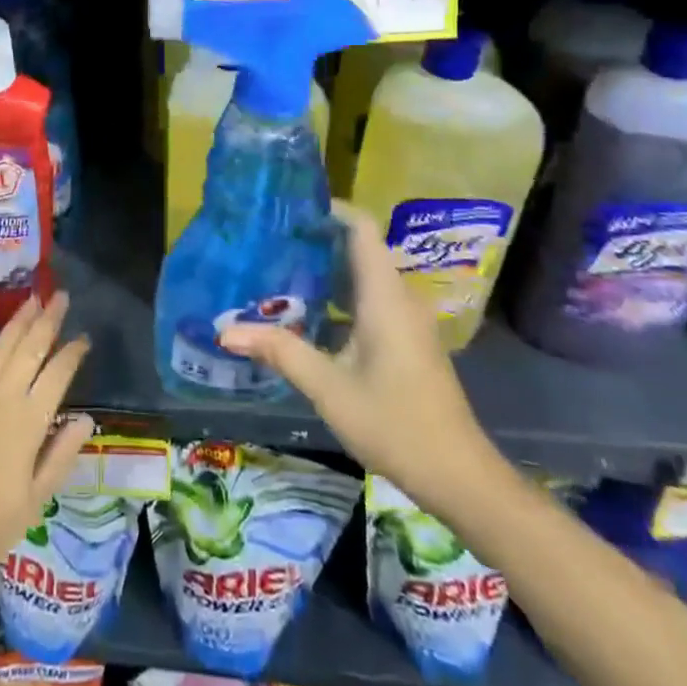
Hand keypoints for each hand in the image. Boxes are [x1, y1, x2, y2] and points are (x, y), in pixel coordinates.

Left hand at [0, 294, 94, 584]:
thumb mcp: (34, 501)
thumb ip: (61, 456)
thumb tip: (86, 419)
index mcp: (28, 422)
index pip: (58, 375)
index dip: (73, 353)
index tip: (84, 337)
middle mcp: (2, 398)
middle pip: (30, 350)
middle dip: (48, 320)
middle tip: (61, 296)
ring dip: (17, 322)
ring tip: (31, 299)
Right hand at [217, 200, 501, 515]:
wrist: (460, 477)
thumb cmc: (395, 423)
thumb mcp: (329, 388)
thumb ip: (280, 351)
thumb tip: (227, 331)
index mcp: (385, 295)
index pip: (361, 228)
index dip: (330, 209)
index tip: (290, 208)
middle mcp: (399, 297)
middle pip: (359, 248)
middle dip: (317, 239)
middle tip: (270, 238)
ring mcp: (407, 319)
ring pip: (364, 275)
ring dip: (326, 269)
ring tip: (279, 269)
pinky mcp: (408, 339)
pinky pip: (371, 298)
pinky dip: (340, 295)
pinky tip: (308, 314)